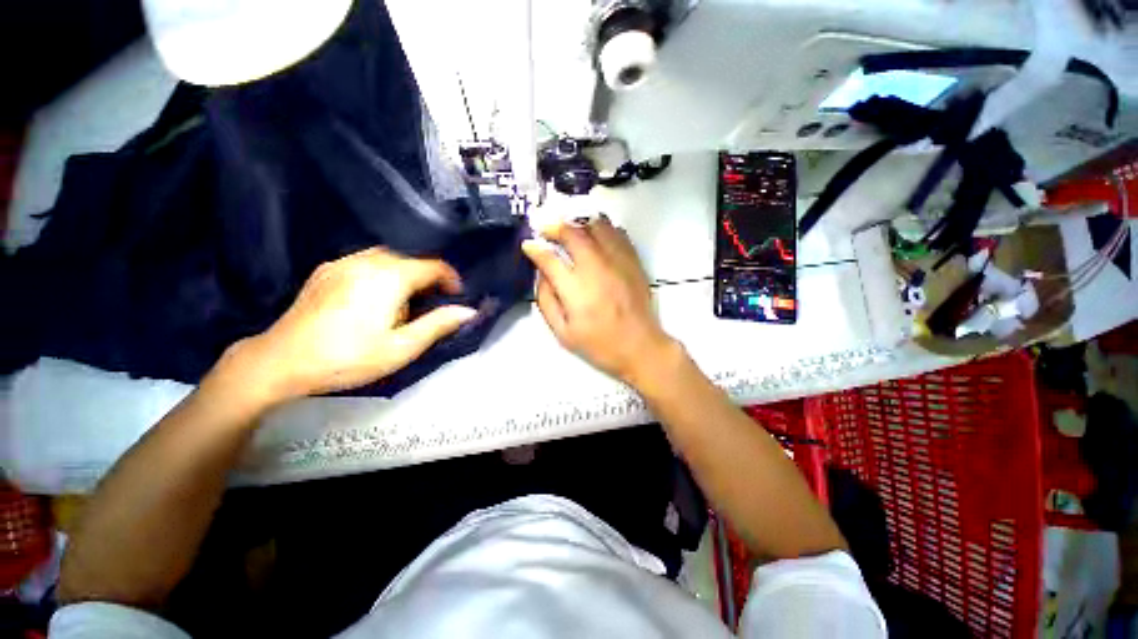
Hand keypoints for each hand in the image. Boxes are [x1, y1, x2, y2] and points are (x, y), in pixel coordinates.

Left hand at [233, 247, 476, 402]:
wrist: (280, 361)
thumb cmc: (348, 357)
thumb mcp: (401, 347)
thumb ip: (438, 324)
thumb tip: (469, 311)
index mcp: (389, 278)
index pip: (432, 266)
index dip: (451, 278)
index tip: (456, 296)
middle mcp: (367, 261)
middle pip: (410, 259)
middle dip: (427, 277)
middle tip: (431, 304)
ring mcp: (342, 263)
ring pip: (387, 257)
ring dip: (405, 273)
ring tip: (405, 300)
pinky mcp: (326, 270)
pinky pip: (365, 261)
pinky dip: (382, 272)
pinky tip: (375, 295)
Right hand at [522, 216, 677, 388]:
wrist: (640, 347)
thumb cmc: (599, 344)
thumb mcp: (563, 333)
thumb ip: (547, 301)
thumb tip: (541, 273)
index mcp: (576, 290)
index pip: (550, 259)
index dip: (535, 248)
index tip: (528, 244)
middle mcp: (597, 269)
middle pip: (573, 233)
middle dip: (555, 227)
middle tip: (547, 230)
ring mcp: (618, 262)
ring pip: (597, 226)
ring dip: (579, 224)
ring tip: (571, 231)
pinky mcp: (634, 261)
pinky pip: (618, 233)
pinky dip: (603, 229)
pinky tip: (596, 236)